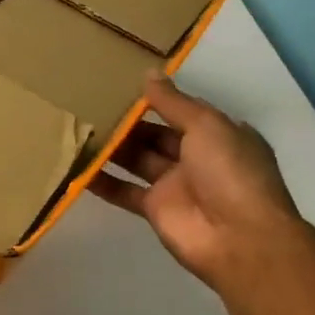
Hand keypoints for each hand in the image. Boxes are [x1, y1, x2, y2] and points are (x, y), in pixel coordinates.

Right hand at [92, 76, 305, 293]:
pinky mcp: (154, 210)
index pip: (182, 110)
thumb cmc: (230, 171)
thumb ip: (174, 102)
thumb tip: (148, 74)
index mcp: (218, 134)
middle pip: (154, 134)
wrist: (240, 240)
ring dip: (111, 147)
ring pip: (136, 159)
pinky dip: (101, 180)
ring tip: (77, 127)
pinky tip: (74, 166)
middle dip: (127, 122)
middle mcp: (197, 157)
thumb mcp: (207, 125)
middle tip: (88, 102)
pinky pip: (123, 190)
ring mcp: (174, 185)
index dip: (156, 98)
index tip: (121, 83)